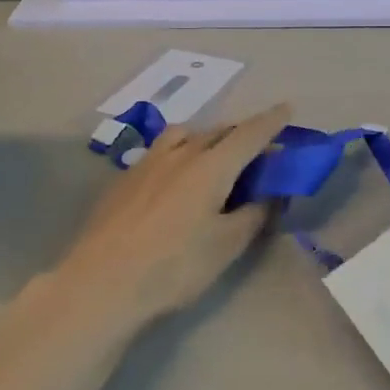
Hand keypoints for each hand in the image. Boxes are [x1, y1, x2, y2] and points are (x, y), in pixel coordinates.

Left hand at [56, 104, 293, 329]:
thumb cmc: (174, 266)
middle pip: (218, 131)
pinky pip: (161, 150)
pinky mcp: (124, 178)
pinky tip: (174, 177)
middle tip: (257, 148)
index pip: (249, 134)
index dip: (271, 121)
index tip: (287, 108)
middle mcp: (180, 153)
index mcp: (211, 166)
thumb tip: (271, 194)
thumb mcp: (227, 245)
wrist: (102, 281)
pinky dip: (180, 151)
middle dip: (241, 132)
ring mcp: (147, 162)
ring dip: (206, 136)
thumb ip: (254, 214)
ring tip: (213, 155)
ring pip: (184, 134)